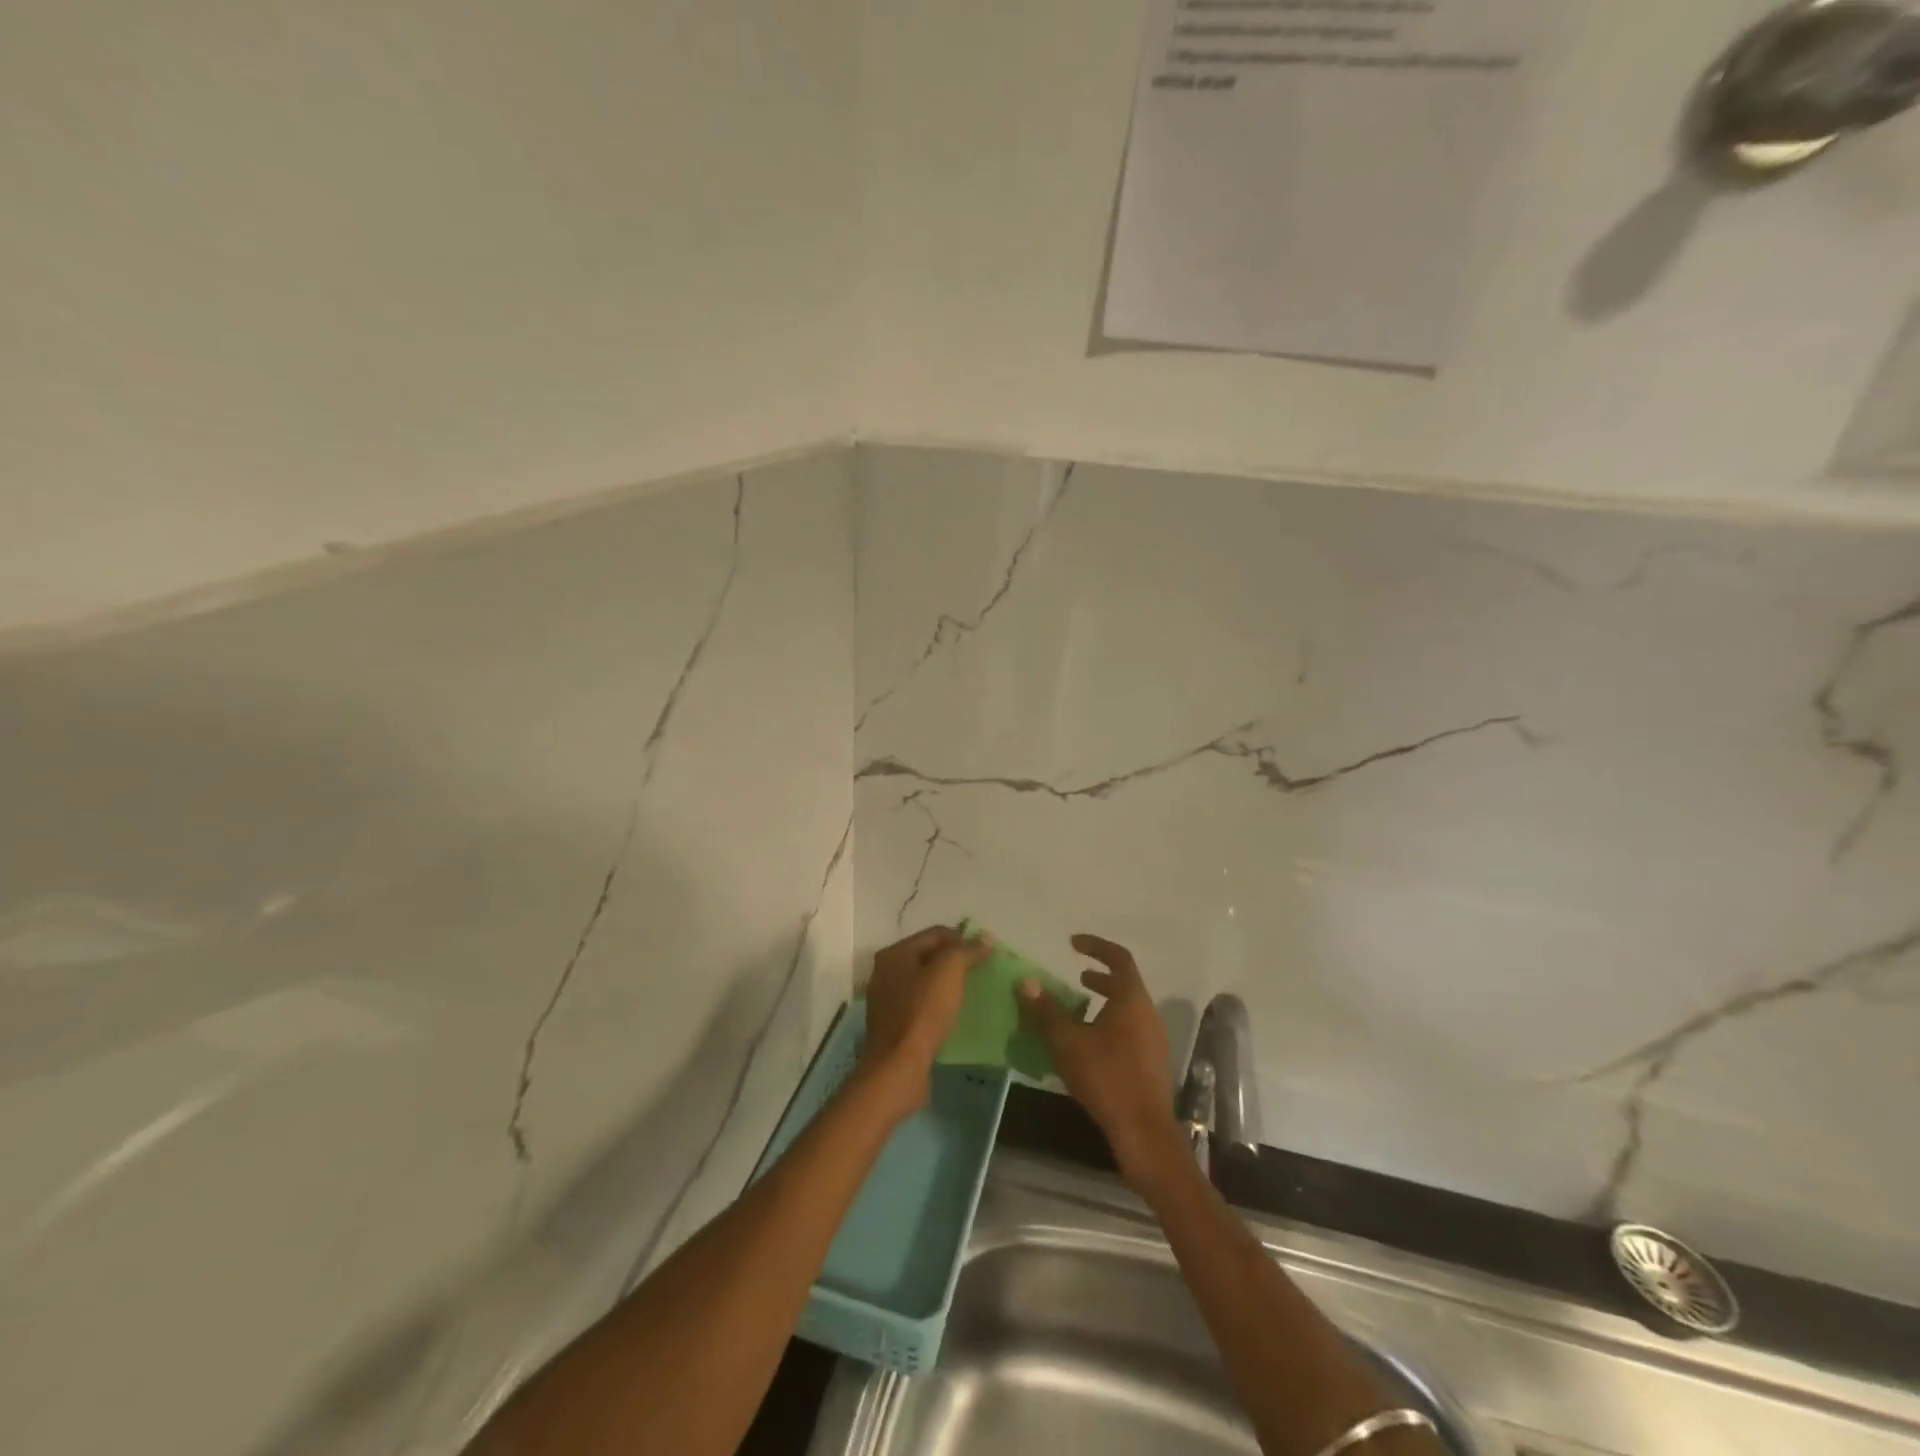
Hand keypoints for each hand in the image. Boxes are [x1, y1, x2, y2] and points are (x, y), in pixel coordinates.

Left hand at [857, 925, 990, 1120]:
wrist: (899, 1067)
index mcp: (894, 954)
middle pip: (929, 957)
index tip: (986, 955)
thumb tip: (985, 937)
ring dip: (948, 986)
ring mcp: (887, 1001)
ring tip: (972, 994)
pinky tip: (955, 1016)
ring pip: (925, 983)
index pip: (935, 934)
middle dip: (955, 963)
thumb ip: (966, 950)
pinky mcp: (894, 1027)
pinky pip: (922, 1006)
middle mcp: (886, 973)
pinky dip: (939, 1006)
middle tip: (981, 973)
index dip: (962, 939)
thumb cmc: (923, 1012)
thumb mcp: (948, 972)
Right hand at [1017, 934, 1183, 1190]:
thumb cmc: (1106, 1078)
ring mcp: (1154, 1038)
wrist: (1144, 1132)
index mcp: (1132, 999)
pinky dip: (1110, 1022)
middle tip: (1076, 976)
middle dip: (1100, 976)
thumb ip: (1045, 1011)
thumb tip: (1026, 982)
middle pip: (1125, 983)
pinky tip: (1090, 1043)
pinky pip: (1130, 1027)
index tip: (1073, 943)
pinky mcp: (1152, 1061)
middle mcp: (1148, 1013)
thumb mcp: (1067, 1043)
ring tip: (1078, 1009)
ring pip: (1128, 1007)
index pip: (1118, 958)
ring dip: (1104, 1001)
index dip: (1096, 946)